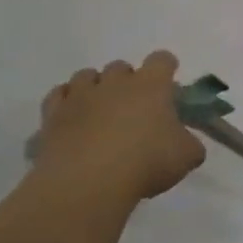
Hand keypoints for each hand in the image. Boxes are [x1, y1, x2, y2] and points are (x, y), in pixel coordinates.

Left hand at [32, 52, 205, 204]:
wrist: (87, 183)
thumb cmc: (146, 162)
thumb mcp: (186, 157)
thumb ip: (190, 143)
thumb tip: (185, 142)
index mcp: (151, 85)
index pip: (162, 59)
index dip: (166, 68)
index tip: (169, 86)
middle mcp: (115, 82)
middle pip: (121, 66)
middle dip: (128, 81)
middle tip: (134, 107)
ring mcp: (80, 96)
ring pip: (86, 75)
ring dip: (95, 87)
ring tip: (100, 111)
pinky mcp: (52, 115)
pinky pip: (58, 95)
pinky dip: (66, 101)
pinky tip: (73, 118)